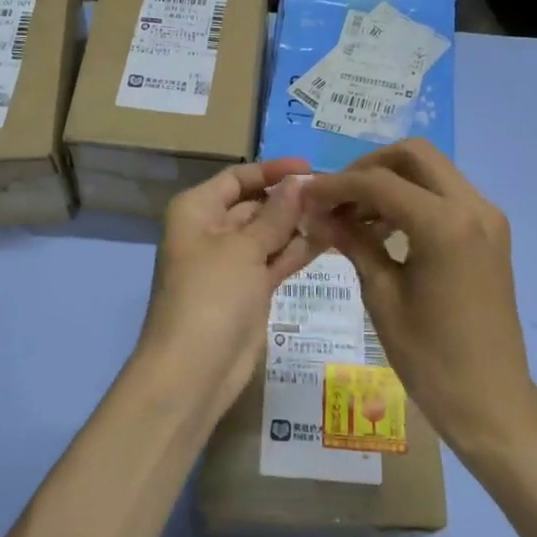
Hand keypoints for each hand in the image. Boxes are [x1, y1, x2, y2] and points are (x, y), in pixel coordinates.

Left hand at [136, 157, 317, 423]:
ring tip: (342, 211)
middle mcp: (212, 230)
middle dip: (291, 198)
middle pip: (255, 204)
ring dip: (300, 224)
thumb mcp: (243, 248)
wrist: (194, 369)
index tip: (311, 167)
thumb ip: (275, 214)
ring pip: (270, 233)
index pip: (238, 178)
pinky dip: (298, 250)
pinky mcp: (250, 290)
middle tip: (336, 192)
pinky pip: (276, 260)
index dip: (272, 170)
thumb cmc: (211, 295)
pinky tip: (332, 238)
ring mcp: (232, 262)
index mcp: (197, 210)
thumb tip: (298, 182)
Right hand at [302, 140, 535, 456]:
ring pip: (432, 170)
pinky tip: (384, 228)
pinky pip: (446, 194)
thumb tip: (319, 214)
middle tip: (337, 198)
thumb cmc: (430, 358)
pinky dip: (413, 197)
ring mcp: (487, 217)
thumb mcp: (383, 297)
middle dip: (368, 167)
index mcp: (445, 225)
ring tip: (353, 216)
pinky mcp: (490, 232)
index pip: (379, 182)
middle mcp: (473, 207)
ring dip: (391, 181)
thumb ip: (354, 243)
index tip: (305, 196)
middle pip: (414, 154)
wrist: (492, 401)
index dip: (336, 185)